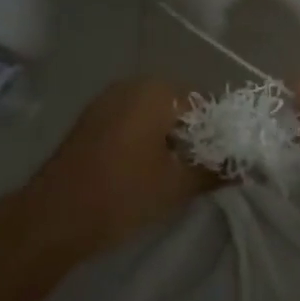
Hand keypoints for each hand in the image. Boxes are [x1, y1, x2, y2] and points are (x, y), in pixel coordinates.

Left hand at [19, 77, 216, 260]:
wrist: (53, 216)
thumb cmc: (122, 193)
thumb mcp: (176, 185)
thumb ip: (214, 171)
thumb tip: (246, 168)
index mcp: (157, 90)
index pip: (204, 103)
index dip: (219, 133)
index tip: (224, 163)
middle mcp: (132, 84)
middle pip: (177, 106)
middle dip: (192, 135)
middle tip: (200, 171)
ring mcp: (107, 100)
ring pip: (152, 114)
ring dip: (167, 138)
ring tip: (173, 175)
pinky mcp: (91, 119)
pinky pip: (130, 121)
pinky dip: (143, 139)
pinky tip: (143, 171)